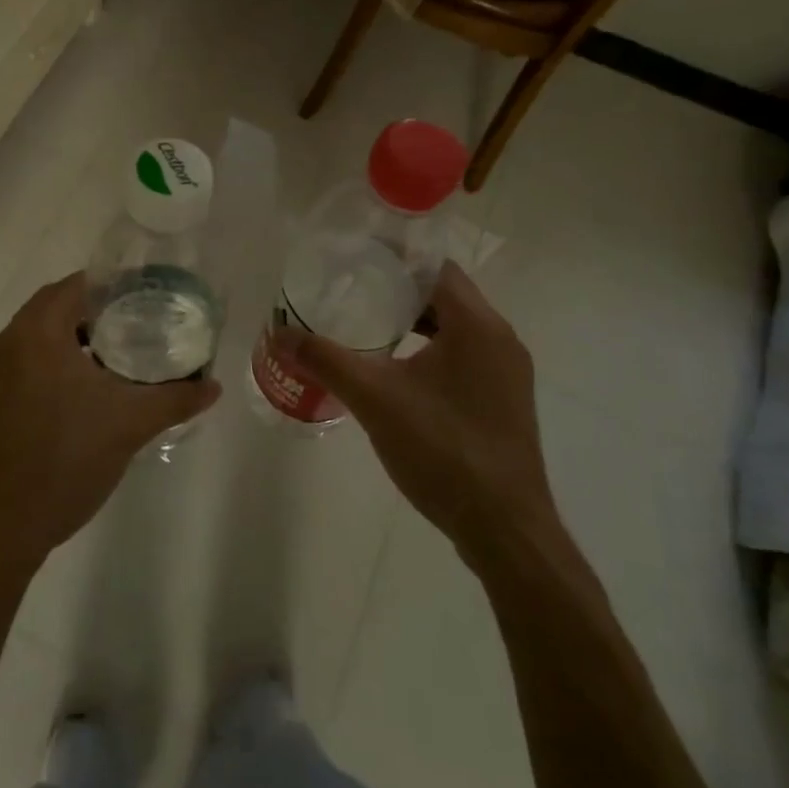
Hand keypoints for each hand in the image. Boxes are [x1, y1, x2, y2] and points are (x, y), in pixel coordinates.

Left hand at [0, 273, 221, 577]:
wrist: (5, 526)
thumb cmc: (68, 459)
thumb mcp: (130, 424)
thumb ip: (176, 398)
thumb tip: (214, 386)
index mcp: (34, 334)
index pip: (73, 286)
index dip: (111, 286)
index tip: (144, 295)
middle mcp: (5, 344)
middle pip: (54, 308)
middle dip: (95, 312)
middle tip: (137, 323)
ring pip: (38, 338)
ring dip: (74, 339)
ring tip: (118, 354)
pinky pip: (25, 363)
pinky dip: (54, 362)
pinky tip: (86, 389)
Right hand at [279, 261, 551, 542]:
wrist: (504, 528)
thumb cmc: (442, 450)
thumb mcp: (375, 400)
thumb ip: (326, 360)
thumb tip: (280, 333)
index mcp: (478, 326)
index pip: (437, 268)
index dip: (396, 259)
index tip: (356, 259)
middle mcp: (501, 340)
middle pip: (446, 296)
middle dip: (399, 292)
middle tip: (352, 291)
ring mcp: (508, 373)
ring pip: (456, 329)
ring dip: (416, 323)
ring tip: (368, 327)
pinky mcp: (504, 401)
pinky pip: (465, 357)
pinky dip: (431, 351)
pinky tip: (397, 372)